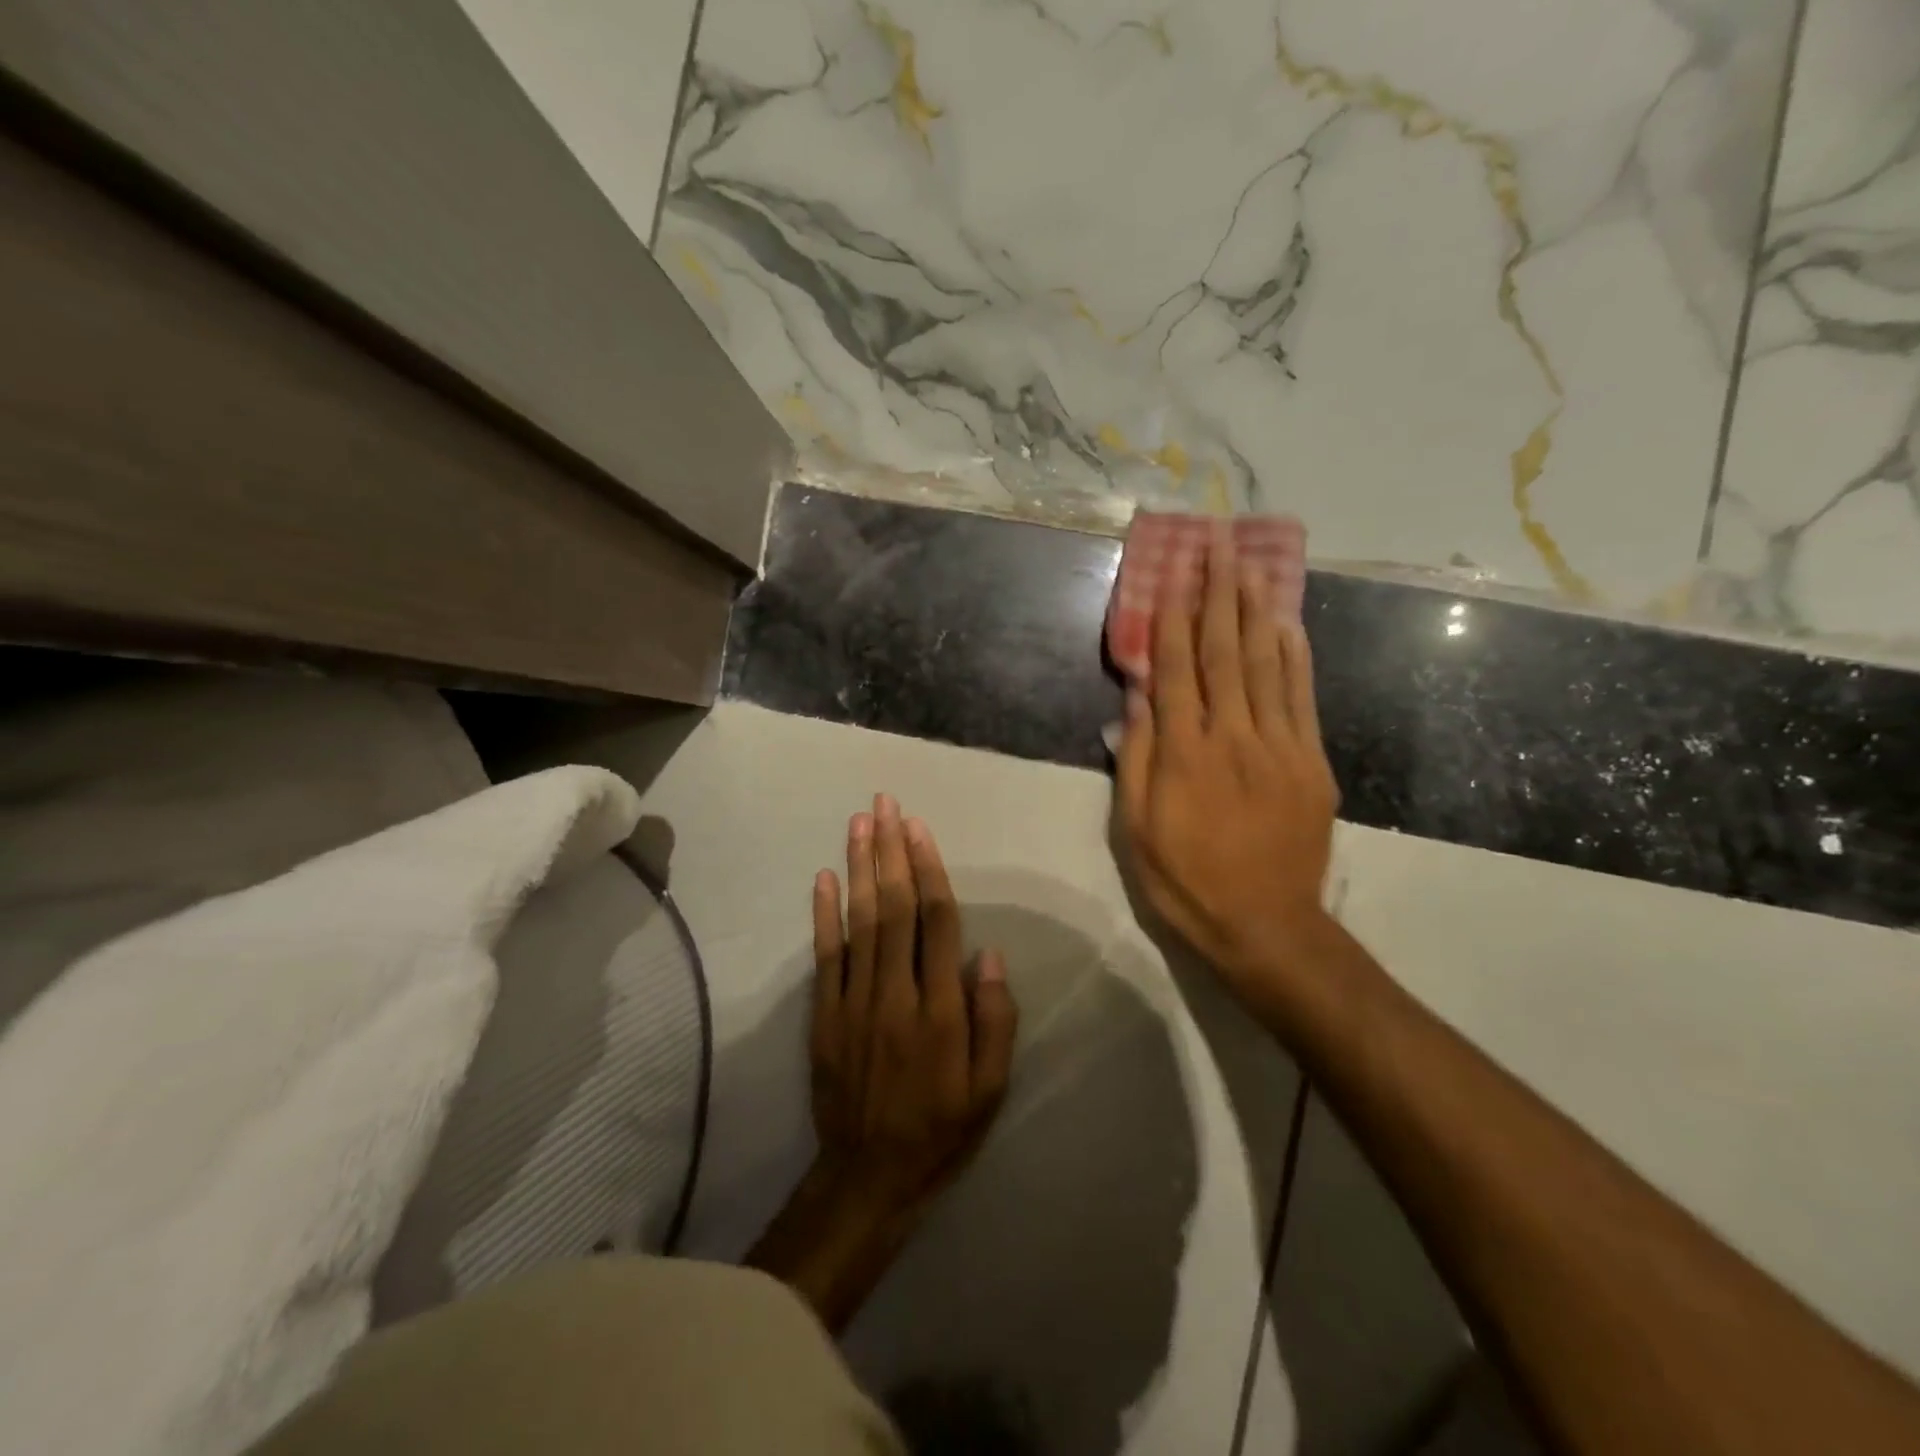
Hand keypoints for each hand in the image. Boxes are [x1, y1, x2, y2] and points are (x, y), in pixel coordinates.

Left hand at [808, 794, 1017, 1212]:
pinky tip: (824, 877)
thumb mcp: (990, 1090)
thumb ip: (995, 1021)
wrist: (867, 1178)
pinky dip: (823, 914)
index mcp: (941, 1011)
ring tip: (859, 824)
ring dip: (859, 868)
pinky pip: (825, 956)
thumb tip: (987, 955)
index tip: (919, 828)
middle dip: (890, 851)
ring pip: (859, 922)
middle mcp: (895, 995)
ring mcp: (854, 1002)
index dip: (928, 870)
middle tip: (885, 805)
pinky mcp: (825, 1015)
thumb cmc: (940, 1131)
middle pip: (893, 908)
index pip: (936, 923)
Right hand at [1117, 524, 1338, 997]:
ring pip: (1265, 665)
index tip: (1172, 575)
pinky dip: (1294, 657)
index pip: (1175, 671)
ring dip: (1256, 611)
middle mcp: (1232, 737)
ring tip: (1251, 565)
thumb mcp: (1135, 830)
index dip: (1171, 620)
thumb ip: (1135, 760)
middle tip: (1219, 544)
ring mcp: (1278, 747)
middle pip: (1224, 653)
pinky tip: (1287, 625)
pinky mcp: (1310, 763)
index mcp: (1184, 754)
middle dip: (1219, 594)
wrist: (1265, 925)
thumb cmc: (1185, 880)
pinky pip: (1301, 698)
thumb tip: (1137, 700)